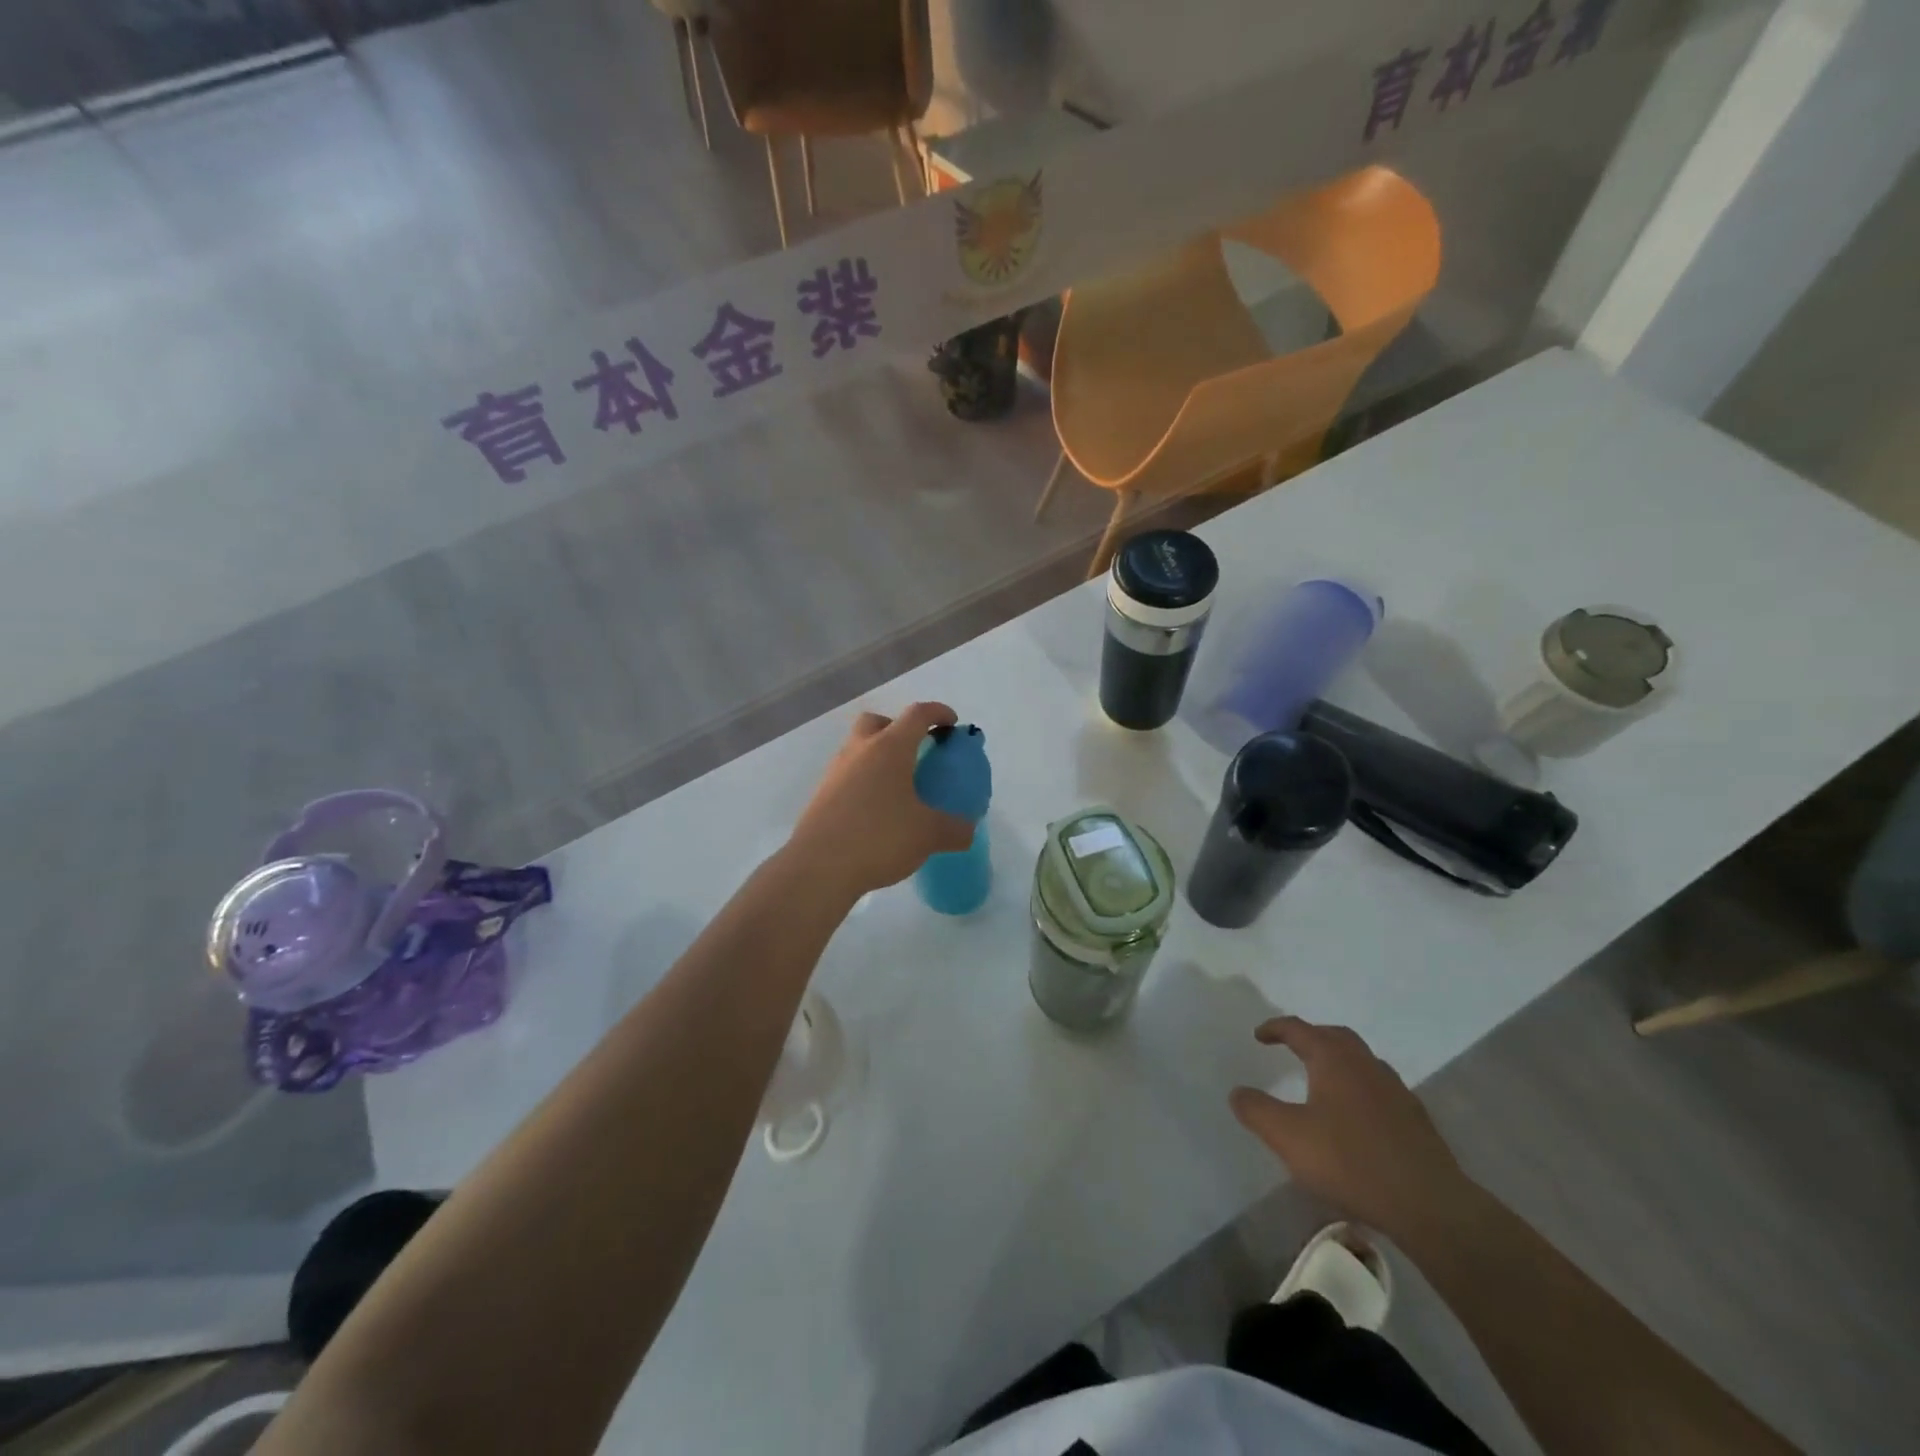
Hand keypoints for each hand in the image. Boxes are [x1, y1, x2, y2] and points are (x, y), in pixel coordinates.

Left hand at [787, 702, 974, 899]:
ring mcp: (835, 772)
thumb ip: (955, 829)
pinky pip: (847, 776)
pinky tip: (876, 812)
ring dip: (878, 757)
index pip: (917, 715)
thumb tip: (968, 829)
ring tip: (898, 788)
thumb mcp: (928, 835)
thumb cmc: (880, 837)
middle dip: (897, 728)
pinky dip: (864, 783)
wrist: (819, 867)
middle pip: (877, 722)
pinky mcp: (821, 796)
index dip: (938, 713)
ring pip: (858, 749)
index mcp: (889, 748)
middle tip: (915, 752)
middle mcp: (859, 751)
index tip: (951, 723)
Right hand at [1230, 1016, 1473, 1239]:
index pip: (1299, 1030)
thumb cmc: (1350, 1162)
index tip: (1259, 1036)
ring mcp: (1396, 1091)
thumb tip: (1237, 1092)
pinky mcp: (1415, 1119)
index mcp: (1334, 1060)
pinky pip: (1379, 1088)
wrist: (1430, 1206)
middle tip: (1292, 1047)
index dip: (1276, 1028)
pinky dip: (1359, 1087)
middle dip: (1311, 1037)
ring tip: (1322, 1079)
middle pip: (1336, 1037)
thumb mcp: (1288, 1137)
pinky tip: (1354, 1115)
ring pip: (1362, 1061)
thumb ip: (1257, 1111)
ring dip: (1339, 1061)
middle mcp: (1366, 1065)